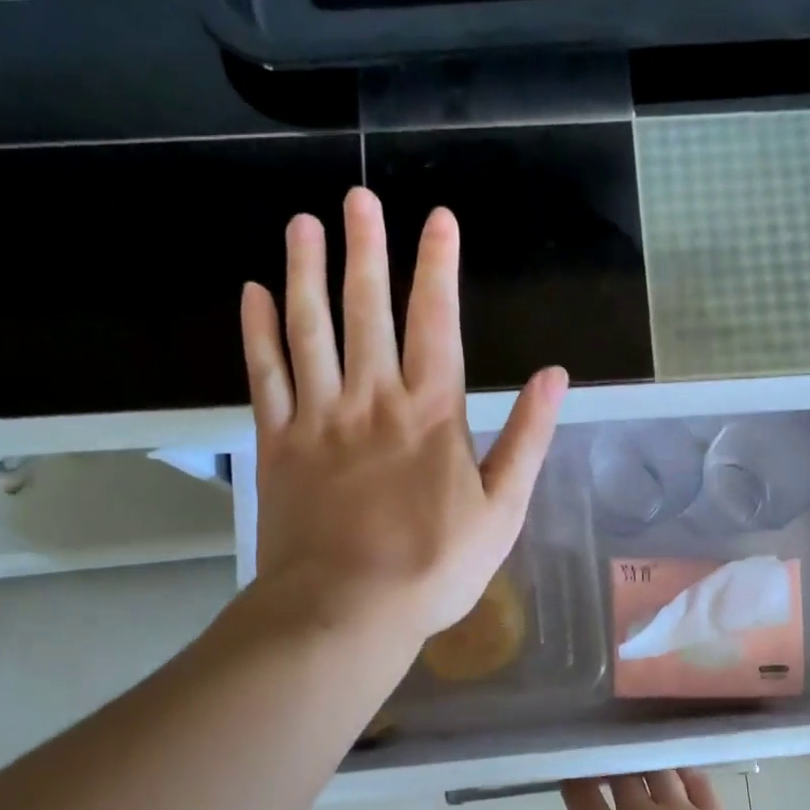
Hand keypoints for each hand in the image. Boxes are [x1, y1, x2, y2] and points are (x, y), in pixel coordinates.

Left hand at [241, 189, 567, 641]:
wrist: (348, 609)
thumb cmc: (435, 567)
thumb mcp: (502, 511)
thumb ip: (528, 439)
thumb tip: (555, 377)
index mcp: (430, 413)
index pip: (438, 322)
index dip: (437, 267)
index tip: (437, 218)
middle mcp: (372, 399)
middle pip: (366, 310)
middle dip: (364, 250)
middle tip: (356, 200)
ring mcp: (318, 418)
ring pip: (309, 329)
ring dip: (305, 272)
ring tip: (301, 224)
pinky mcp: (278, 444)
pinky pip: (265, 375)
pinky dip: (258, 333)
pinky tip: (254, 293)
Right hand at [522, 770, 776, 809]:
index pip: (581, 791)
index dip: (573, 777)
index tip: (571, 774)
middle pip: (620, 773)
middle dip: (609, 766)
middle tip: (605, 768)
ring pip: (658, 770)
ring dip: (645, 764)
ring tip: (640, 766)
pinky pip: (698, 781)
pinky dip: (684, 771)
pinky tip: (680, 773)